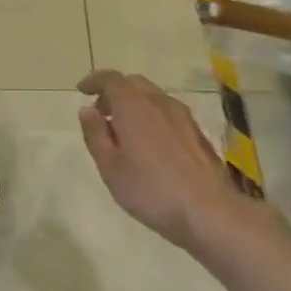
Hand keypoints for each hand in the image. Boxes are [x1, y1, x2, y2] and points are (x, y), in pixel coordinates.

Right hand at [76, 70, 250, 252]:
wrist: (208, 211)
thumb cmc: (149, 190)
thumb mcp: (109, 166)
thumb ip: (95, 134)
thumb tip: (87, 110)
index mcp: (134, 107)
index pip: (111, 79)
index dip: (94, 81)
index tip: (82, 90)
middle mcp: (160, 103)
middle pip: (134, 83)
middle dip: (114, 92)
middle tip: (101, 114)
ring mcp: (183, 116)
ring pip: (153, 97)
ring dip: (134, 104)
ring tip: (123, 130)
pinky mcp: (197, 132)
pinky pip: (168, 112)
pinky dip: (152, 116)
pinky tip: (149, 143)